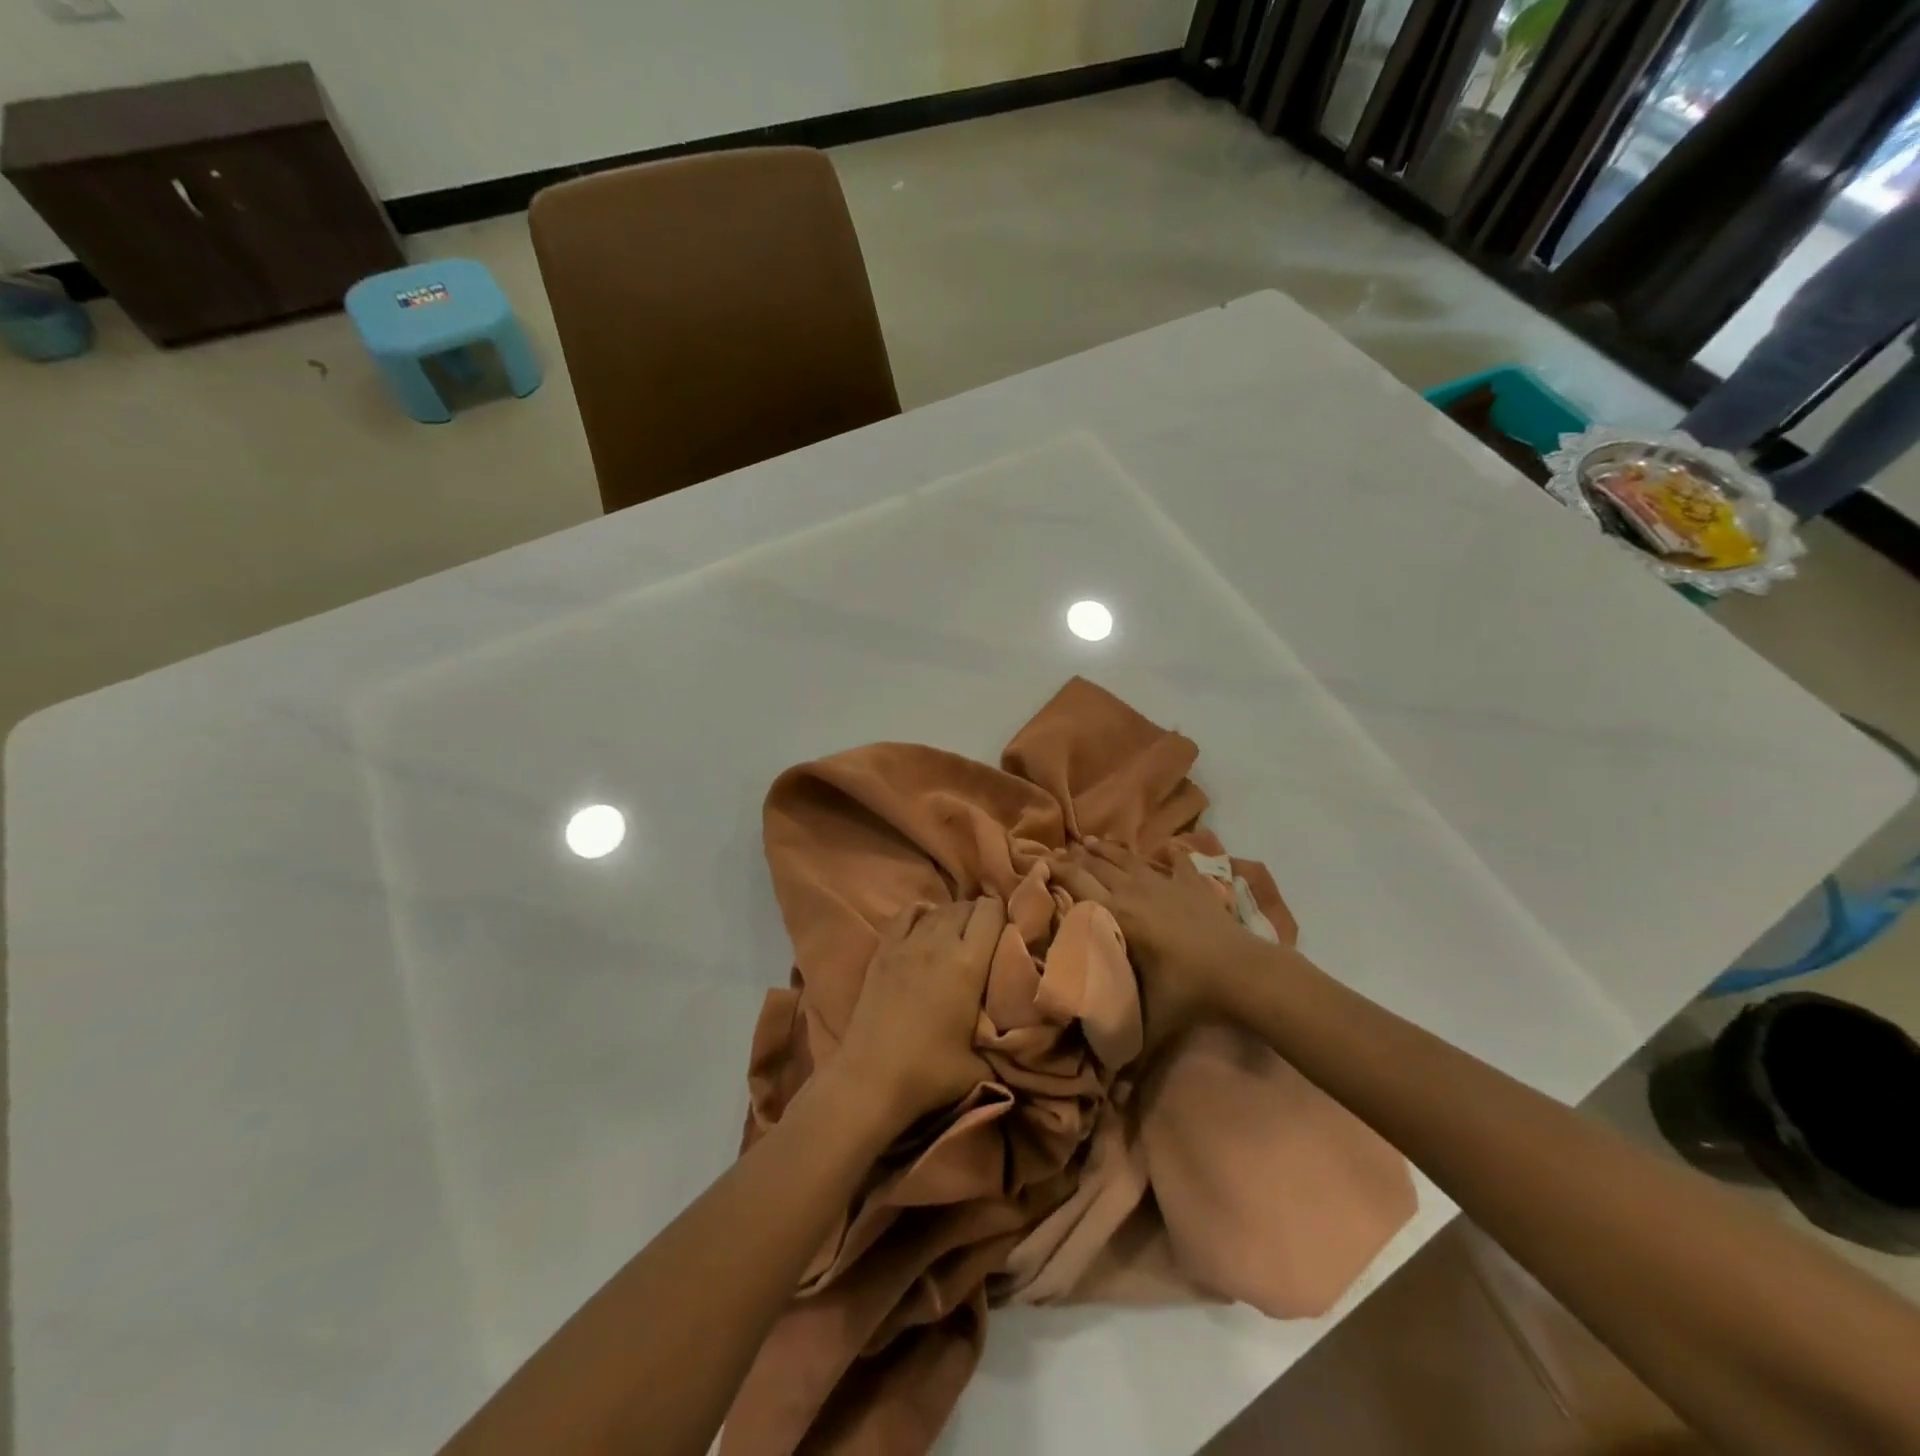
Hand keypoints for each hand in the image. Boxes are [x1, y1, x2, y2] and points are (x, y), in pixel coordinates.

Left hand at [833, 898, 1004, 1131]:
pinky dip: (922, 913)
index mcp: (968, 964)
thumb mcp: (982, 1063)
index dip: (1003, 916)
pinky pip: (907, 914)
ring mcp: (907, 944)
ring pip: (939, 909)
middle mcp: (939, 943)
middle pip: (966, 907)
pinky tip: (927, 924)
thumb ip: (1001, 1039)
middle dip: (980, 916)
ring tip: (959, 936)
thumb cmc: (930, 1073)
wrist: (871, 1080)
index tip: (1008, 934)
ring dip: (953, 917)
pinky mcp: (883, 951)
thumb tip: (1017, 1033)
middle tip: (987, 938)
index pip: (992, 912)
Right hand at [1054, 840, 1269, 1052]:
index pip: (1079, 884)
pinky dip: (1165, 857)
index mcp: (1118, 915)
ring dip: (1107, 851)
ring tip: (1091, 841)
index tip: (1039, 863)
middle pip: (1098, 866)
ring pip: (1128, 859)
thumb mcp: (1149, 1023)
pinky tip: (1165, 850)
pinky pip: (1174, 864)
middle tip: (1058, 851)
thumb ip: (1123, 1050)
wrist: (1243, 973)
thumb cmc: (1189, 994)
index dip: (1057, 872)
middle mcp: (1135, 891)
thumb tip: (1105, 1091)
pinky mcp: (1192, 886)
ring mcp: (1165, 884)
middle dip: (1076, 857)